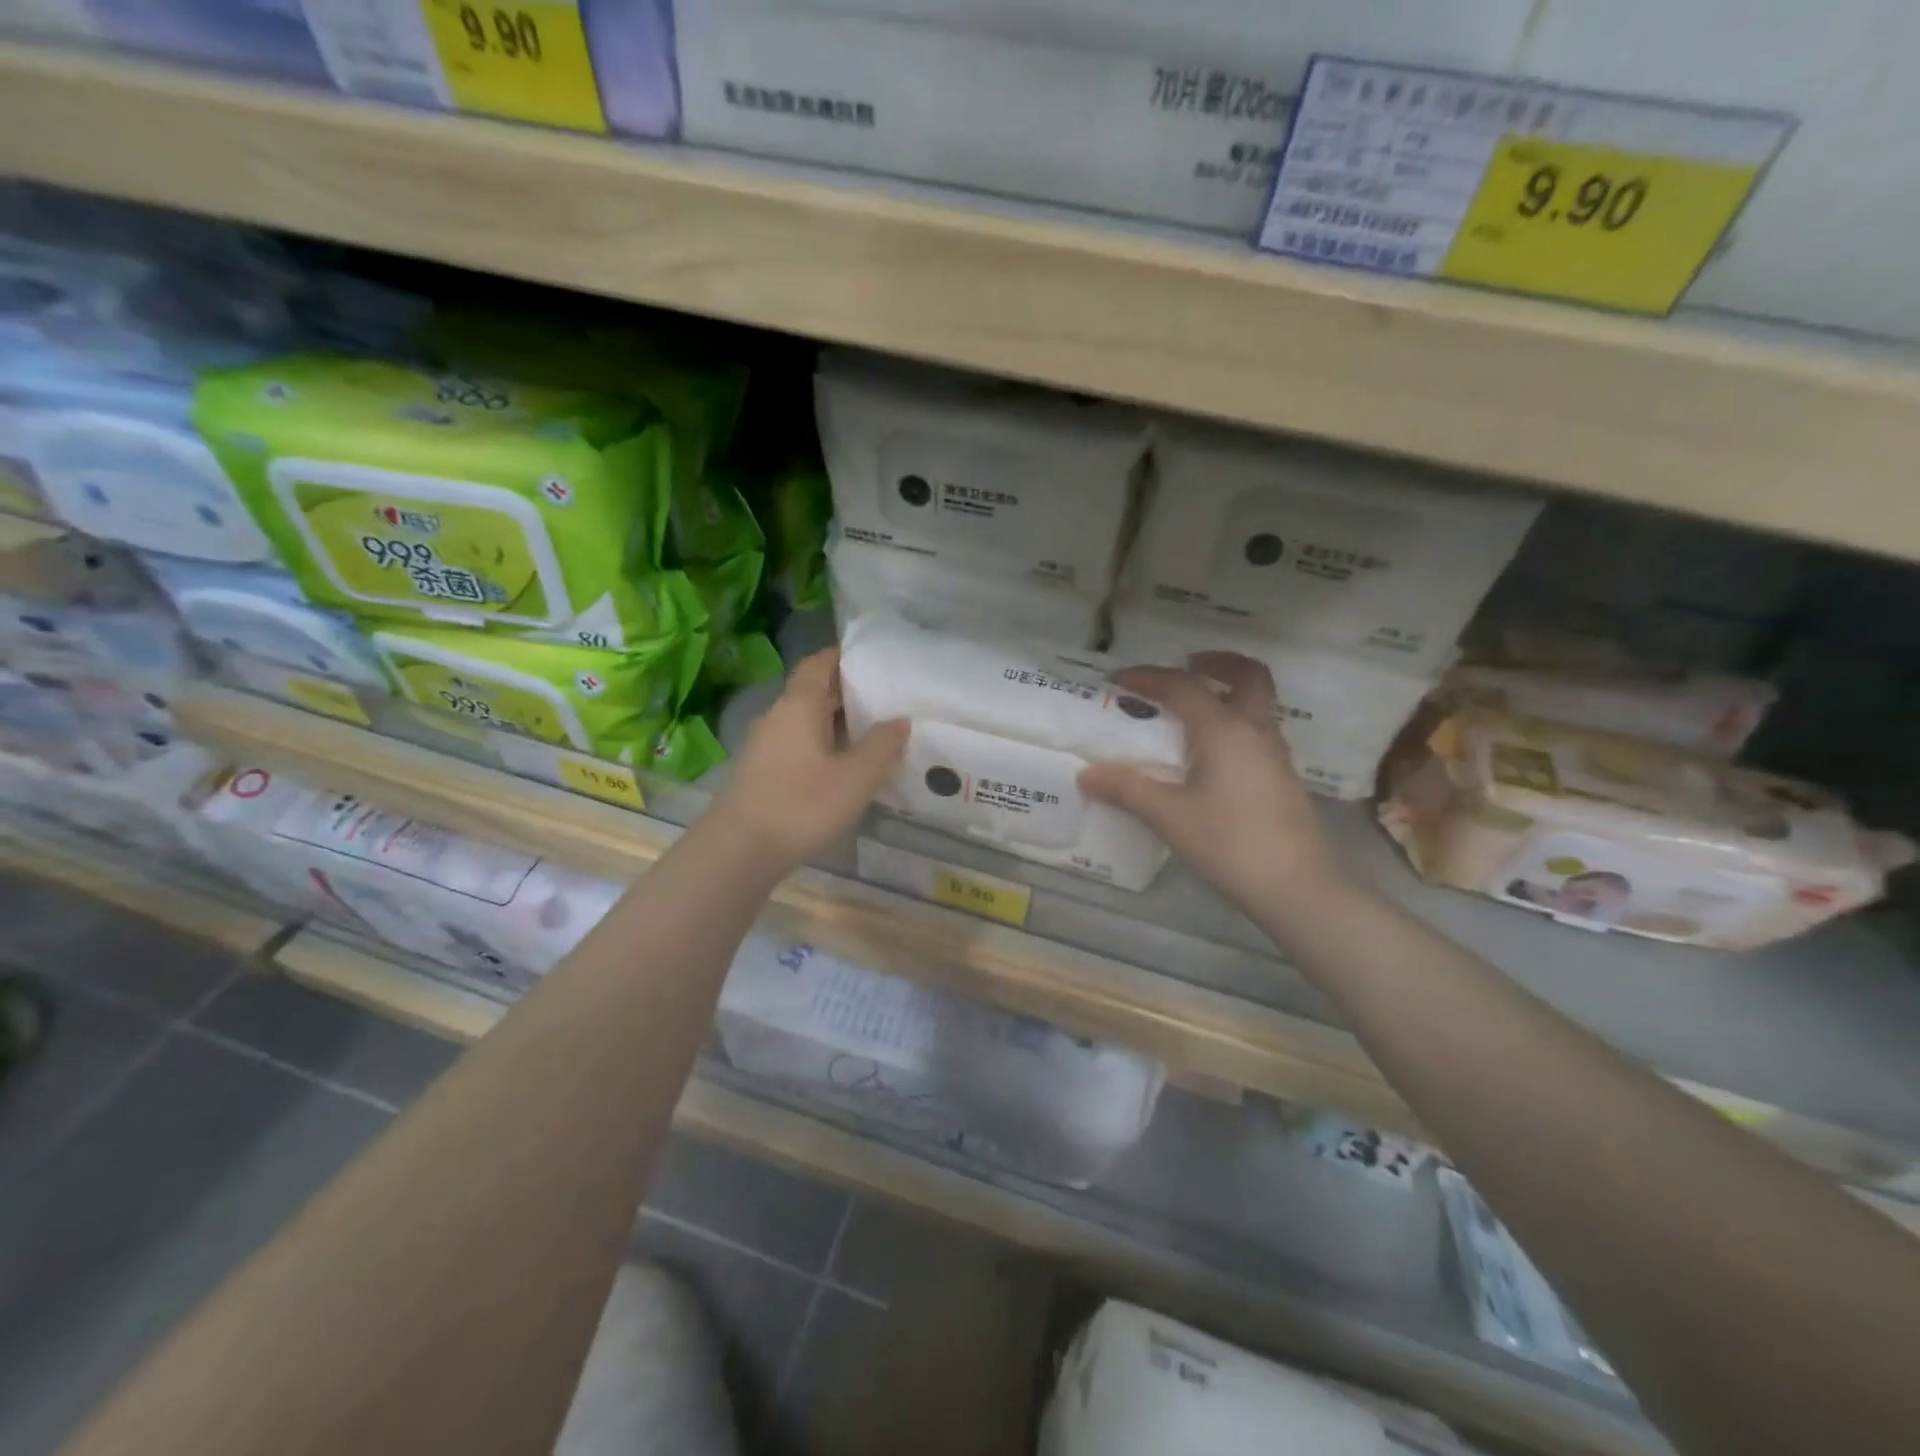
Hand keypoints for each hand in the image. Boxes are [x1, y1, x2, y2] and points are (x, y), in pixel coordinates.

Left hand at [712, 648, 907, 869]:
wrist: (739, 850)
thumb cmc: (802, 805)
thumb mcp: (856, 777)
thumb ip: (882, 745)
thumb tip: (900, 720)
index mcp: (799, 705)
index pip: (819, 663)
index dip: (843, 657)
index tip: (872, 660)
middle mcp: (777, 715)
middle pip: (812, 691)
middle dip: (845, 692)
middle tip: (883, 700)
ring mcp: (763, 744)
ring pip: (803, 720)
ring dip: (833, 722)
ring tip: (868, 734)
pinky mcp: (758, 771)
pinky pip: (794, 743)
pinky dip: (819, 744)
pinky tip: (839, 767)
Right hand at [1081, 653, 1344, 918]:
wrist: (1298, 888)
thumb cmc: (1230, 844)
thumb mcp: (1169, 817)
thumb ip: (1127, 789)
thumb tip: (1087, 774)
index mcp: (1225, 730)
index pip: (1183, 686)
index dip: (1148, 677)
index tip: (1118, 681)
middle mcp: (1255, 731)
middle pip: (1248, 675)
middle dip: (1217, 662)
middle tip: (1186, 665)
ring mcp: (1275, 754)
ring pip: (1258, 703)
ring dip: (1228, 691)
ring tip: (1192, 710)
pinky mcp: (1282, 778)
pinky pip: (1258, 730)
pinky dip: (1234, 721)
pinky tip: (1210, 754)